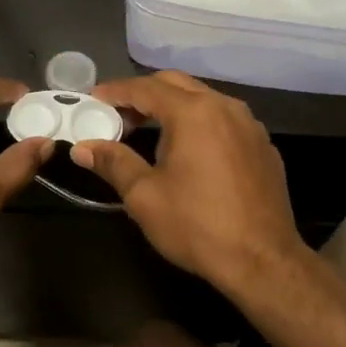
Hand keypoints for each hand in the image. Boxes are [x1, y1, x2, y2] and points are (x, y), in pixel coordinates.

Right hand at [69, 72, 311, 293]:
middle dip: (143, 94)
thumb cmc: (197, 226)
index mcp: (194, 113)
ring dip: (173, 107)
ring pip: (203, 99)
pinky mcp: (263, 146)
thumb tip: (82, 148)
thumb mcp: (144, 195)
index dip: (115, 91)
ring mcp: (250, 125)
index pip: (145, 88)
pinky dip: (199, 123)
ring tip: (149, 131)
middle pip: (176, 84)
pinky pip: (224, 120)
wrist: (263, 262)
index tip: (93, 99)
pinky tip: (188, 150)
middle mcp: (225, 107)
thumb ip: (113, 162)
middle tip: (118, 115)